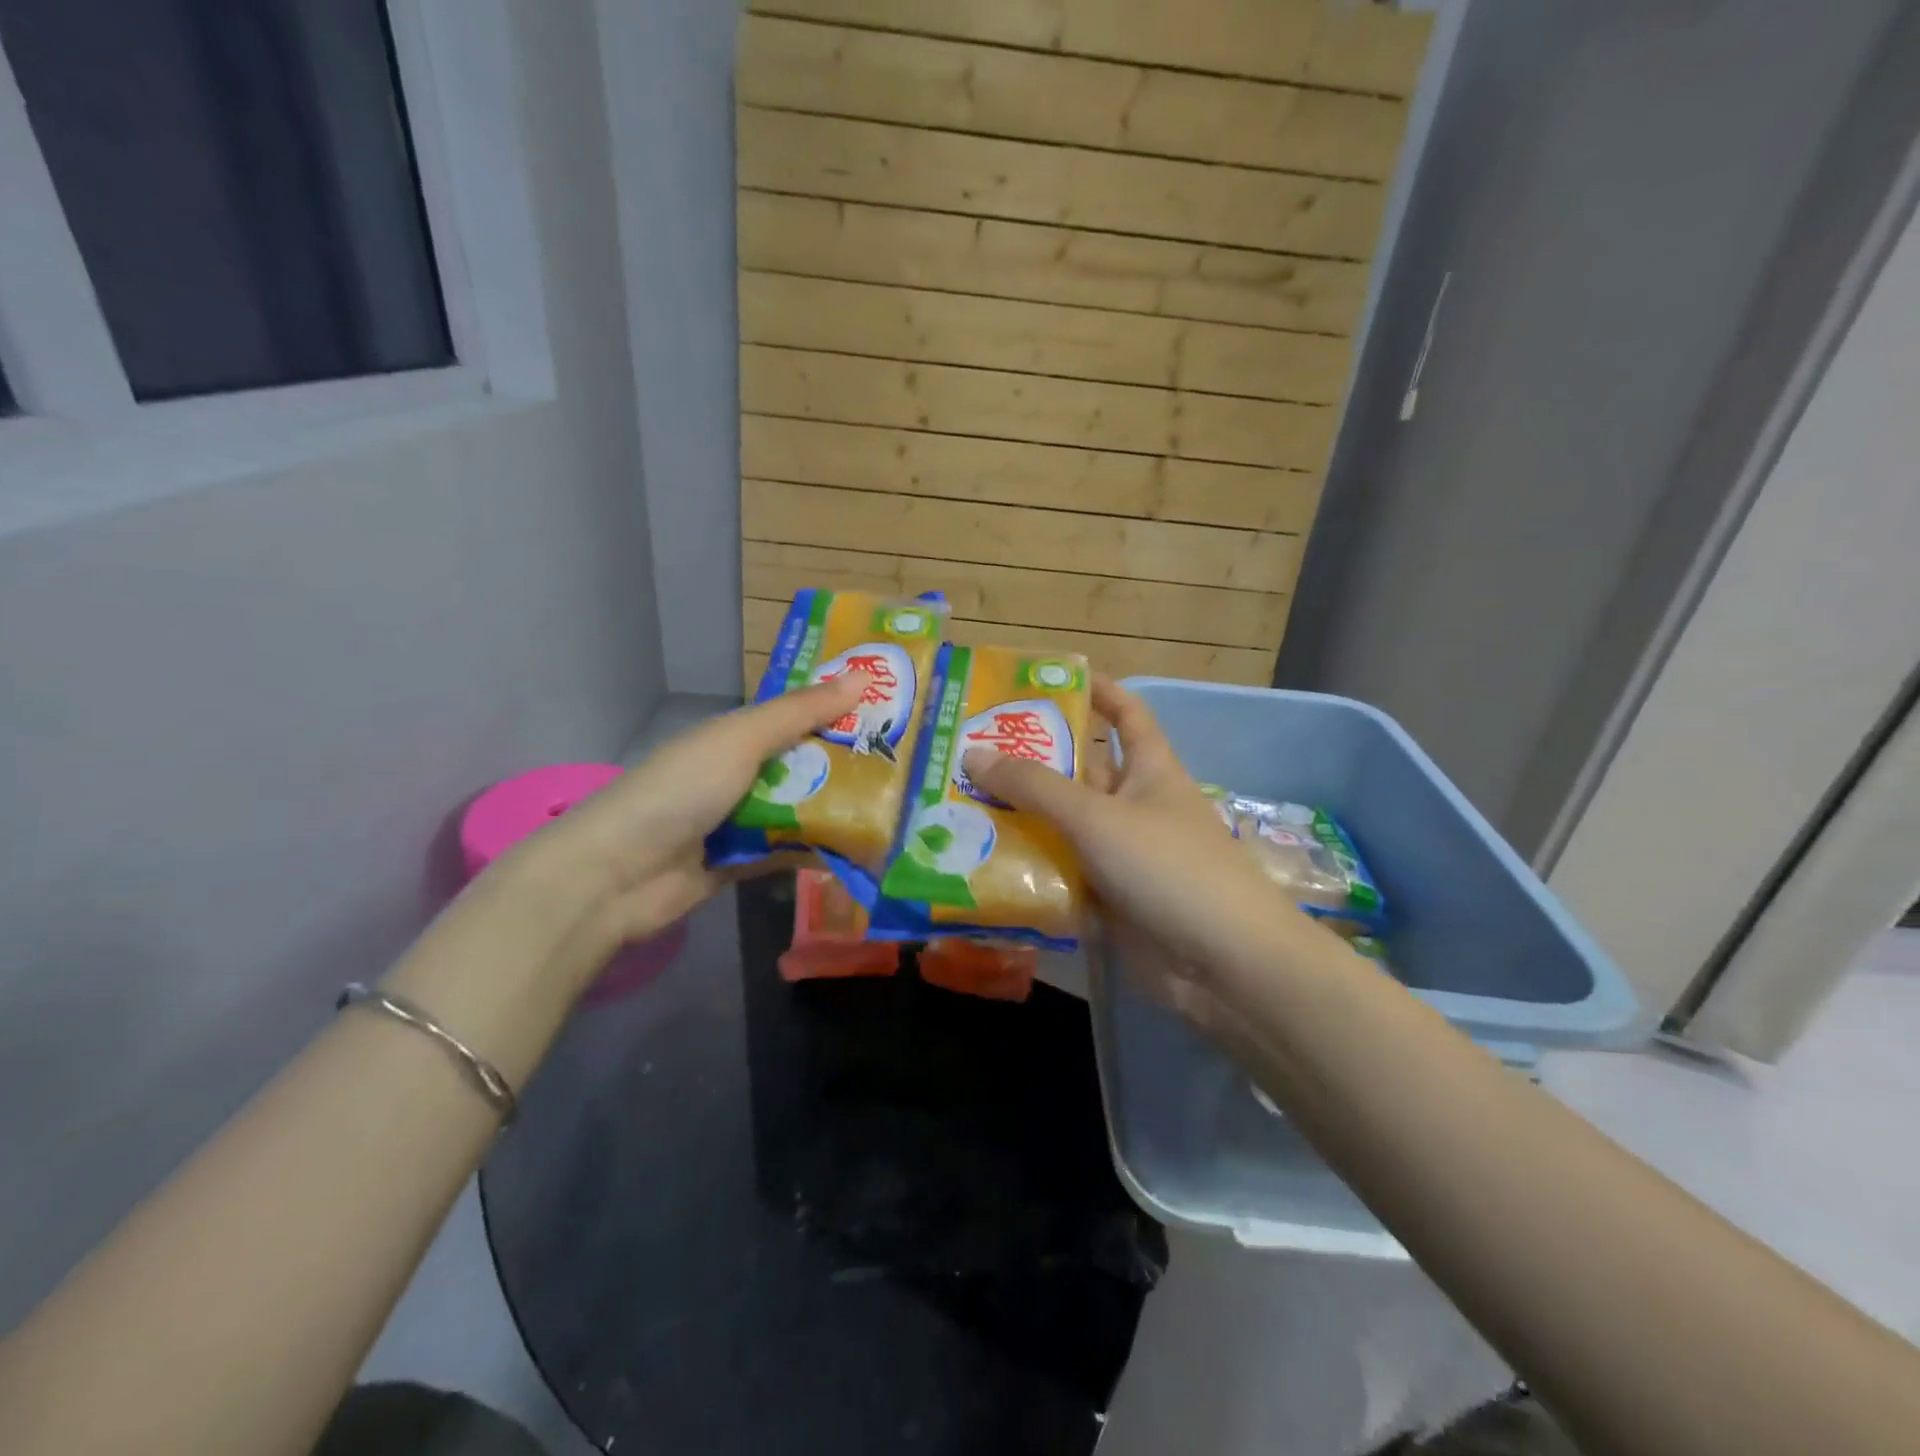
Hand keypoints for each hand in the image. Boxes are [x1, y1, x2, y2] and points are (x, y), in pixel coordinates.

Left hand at [509, 673, 866, 947]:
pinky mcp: (741, 863)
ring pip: (802, 810)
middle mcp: (741, 774)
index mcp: (737, 737)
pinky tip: (861, 851)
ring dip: (839, 811)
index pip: (800, 717)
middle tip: (910, 768)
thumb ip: (801, 711)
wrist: (617, 874)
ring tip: (899, 811)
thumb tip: (863, 674)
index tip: (895, 712)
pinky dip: (818, 851)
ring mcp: (740, 821)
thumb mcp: (742, 739)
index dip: (843, 712)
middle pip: (806, 766)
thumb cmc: (681, 790)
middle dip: (851, 766)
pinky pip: (788, 851)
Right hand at [962, 677, 1310, 1030]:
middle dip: (1031, 763)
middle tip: (966, 753)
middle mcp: (1135, 806)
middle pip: (1079, 773)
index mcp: (1150, 769)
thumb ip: (1035, 787)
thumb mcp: (1098, 816)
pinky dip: (1029, 869)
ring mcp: (1122, 855)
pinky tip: (979, 863)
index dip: (1096, 691)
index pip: (1126, 714)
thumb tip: (973, 754)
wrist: (1222, 964)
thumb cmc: (1169, 867)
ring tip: (957, 805)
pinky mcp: (1108, 899)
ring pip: (1064, 827)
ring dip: (1021, 820)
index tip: (1047, 681)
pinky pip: (1062, 874)